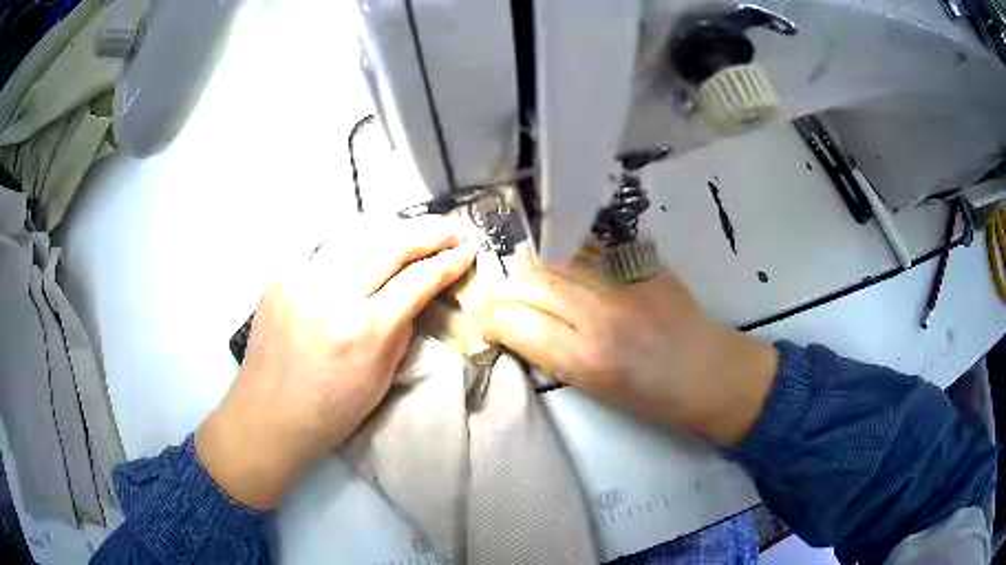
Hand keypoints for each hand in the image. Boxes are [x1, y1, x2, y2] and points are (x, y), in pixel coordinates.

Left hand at [196, 217, 476, 509]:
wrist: (268, 415)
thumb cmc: (331, 411)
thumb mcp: (381, 379)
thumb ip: (402, 328)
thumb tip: (416, 292)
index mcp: (363, 330)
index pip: (417, 279)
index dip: (448, 261)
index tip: (468, 250)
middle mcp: (332, 294)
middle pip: (390, 243)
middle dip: (428, 231)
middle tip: (452, 228)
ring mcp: (301, 278)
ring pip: (358, 232)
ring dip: (394, 228)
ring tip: (416, 229)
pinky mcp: (281, 274)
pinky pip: (324, 242)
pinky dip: (352, 238)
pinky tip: (367, 240)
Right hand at [480, 253, 777, 444]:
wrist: (710, 371)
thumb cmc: (652, 396)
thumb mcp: (593, 390)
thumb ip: (549, 354)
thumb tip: (512, 326)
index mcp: (586, 357)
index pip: (513, 320)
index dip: (490, 319)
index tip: (486, 321)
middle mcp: (599, 312)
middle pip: (527, 281)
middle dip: (504, 292)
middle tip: (505, 303)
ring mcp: (622, 279)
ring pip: (552, 258)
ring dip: (531, 271)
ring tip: (532, 285)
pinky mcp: (640, 261)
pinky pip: (585, 248)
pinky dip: (565, 257)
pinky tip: (564, 269)